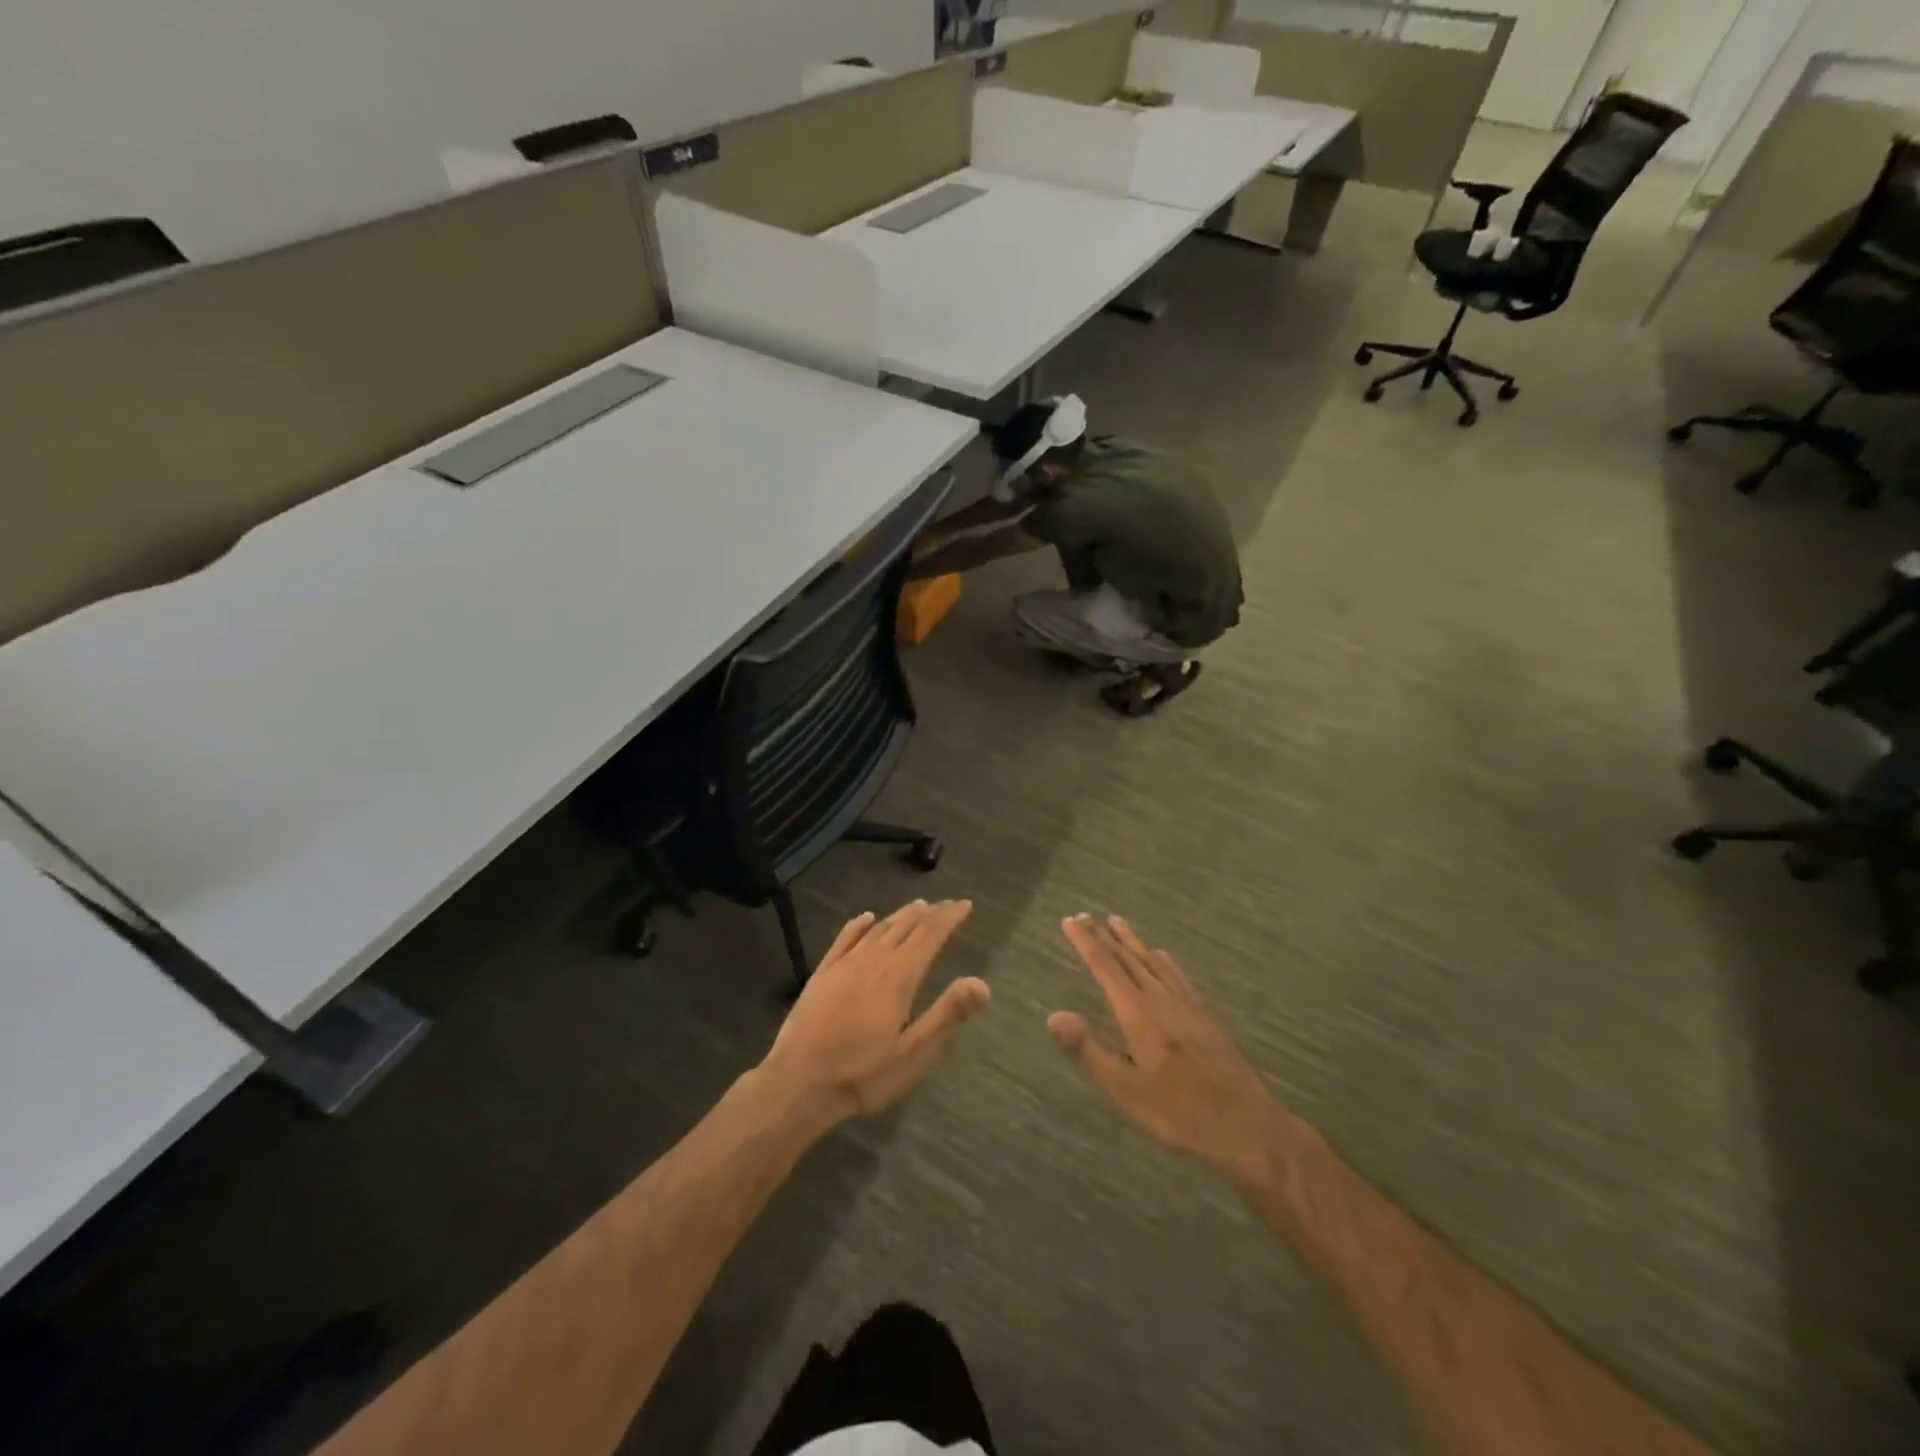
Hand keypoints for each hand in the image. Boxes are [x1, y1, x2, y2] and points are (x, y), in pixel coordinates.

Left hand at [759, 900, 988, 1123]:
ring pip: (878, 929)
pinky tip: (866, 918)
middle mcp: (873, 960)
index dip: (949, 918)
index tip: (965, 905)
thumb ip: (947, 1014)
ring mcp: (844, 964)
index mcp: (899, 977)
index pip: (930, 935)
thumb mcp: (914, 1053)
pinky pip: (845, 938)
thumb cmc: (863, 1073)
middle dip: (929, 913)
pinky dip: (859, 924)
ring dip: (900, 916)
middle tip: (946, 905)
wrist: (798, 1083)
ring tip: (916, 907)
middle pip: (905, 926)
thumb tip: (981, 983)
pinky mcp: (822, 974)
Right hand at [1049, 915, 1280, 1179]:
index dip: (1085, 942)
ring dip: (1130, 940)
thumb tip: (1053, 1016)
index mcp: (1137, 1012)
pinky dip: (1160, 958)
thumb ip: (1088, 1049)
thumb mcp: (1125, 1088)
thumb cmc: (1177, 1110)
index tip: (1070, 920)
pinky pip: (1175, 973)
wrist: (1243, 1122)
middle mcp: (1159, 997)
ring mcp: (1185, 1003)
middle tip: (1084, 916)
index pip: (1105, 966)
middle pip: (1127, 957)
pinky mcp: (1202, 1013)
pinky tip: (1161, 957)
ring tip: (1116, 922)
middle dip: (1103, 936)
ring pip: (1151, 960)